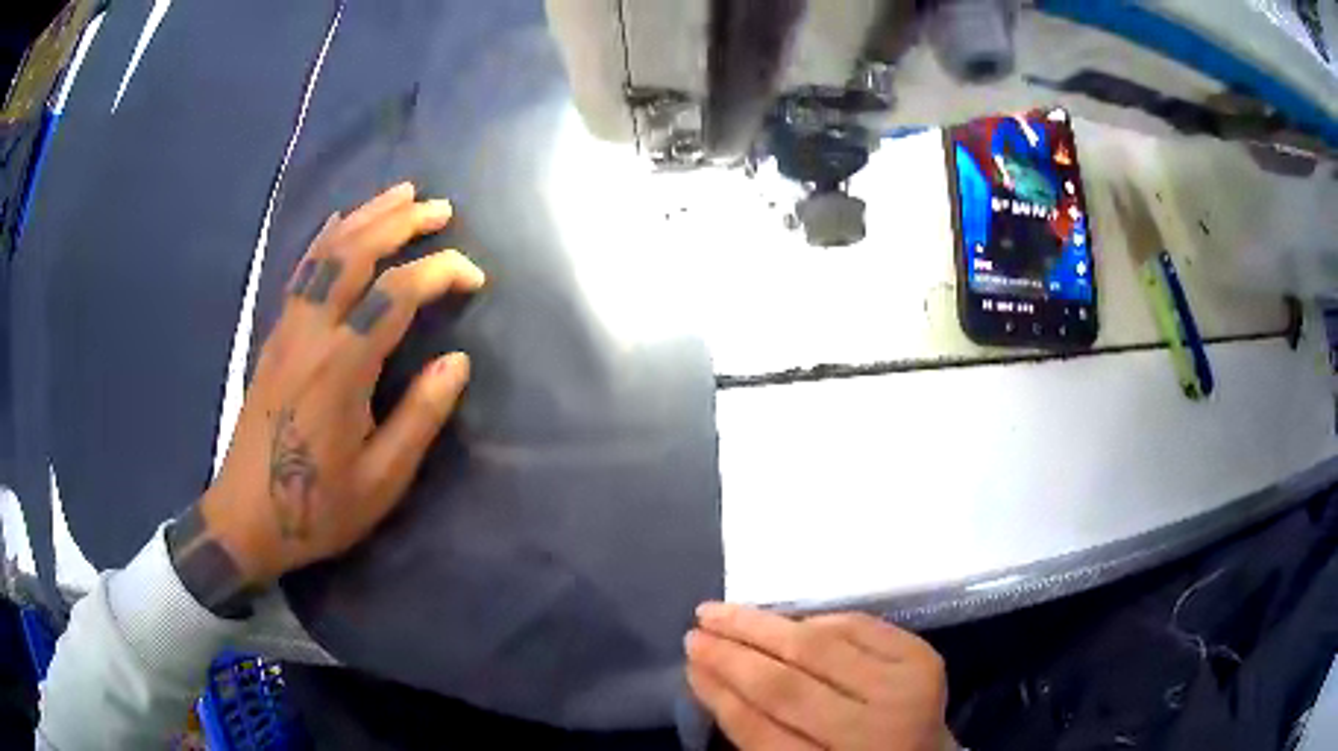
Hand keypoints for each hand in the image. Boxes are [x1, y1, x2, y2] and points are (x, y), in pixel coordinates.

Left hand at [200, 182, 484, 586]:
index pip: (396, 293)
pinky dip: (326, 237)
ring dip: (367, 217)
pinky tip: (341, 222)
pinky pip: (301, 270)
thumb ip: (420, 417)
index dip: (440, 271)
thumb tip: (457, 361)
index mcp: (341, 368)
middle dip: (402, 222)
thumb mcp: (381, 480)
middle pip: (356, 254)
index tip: (474, 275)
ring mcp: (287, 329)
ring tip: (402, 194)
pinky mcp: (274, 336)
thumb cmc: (317, 508)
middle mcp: (311, 334)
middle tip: (441, 208)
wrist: (245, 519)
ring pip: (326, 252)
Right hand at [686, 603, 951, 750]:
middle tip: (694, 630)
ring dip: (762, 625)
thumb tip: (712, 676)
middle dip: (732, 654)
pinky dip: (815, 619)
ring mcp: (904, 690)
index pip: (760, 732)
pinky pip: (857, 625)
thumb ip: (759, 734)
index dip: (720, 695)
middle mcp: (875, 732)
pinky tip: (782, 619)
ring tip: (720, 612)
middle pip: (787, 686)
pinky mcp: (923, 657)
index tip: (689, 666)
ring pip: (819, 646)